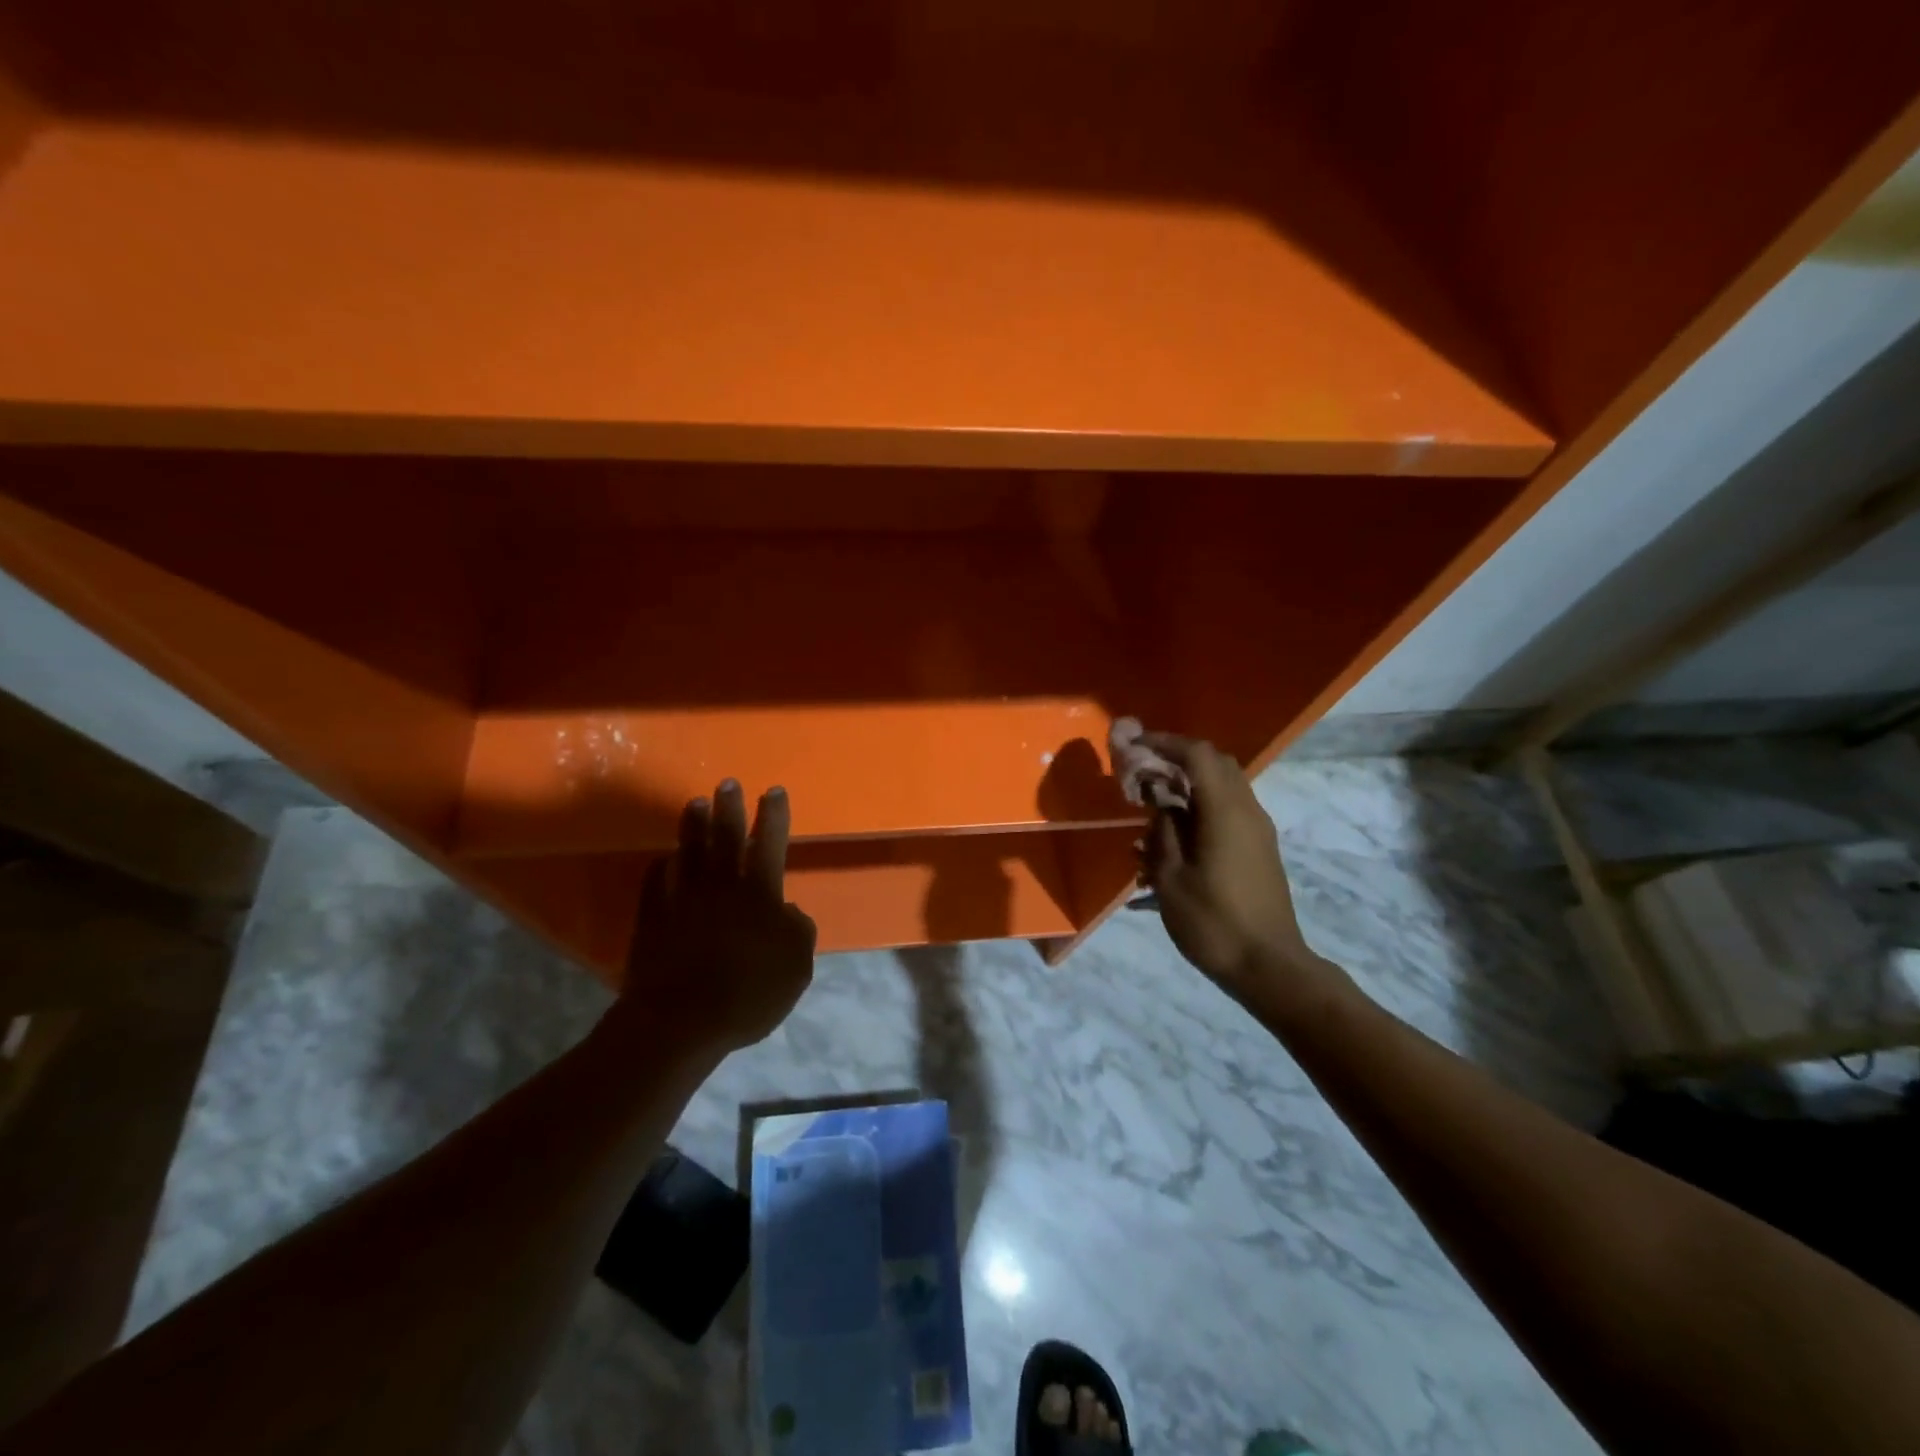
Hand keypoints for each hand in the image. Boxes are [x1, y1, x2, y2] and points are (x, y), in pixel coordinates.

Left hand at [616, 780, 816, 1054]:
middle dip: (729, 807)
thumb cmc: (749, 993)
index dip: (774, 816)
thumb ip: (798, 931)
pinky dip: (664, 865)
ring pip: (689, 850)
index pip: (770, 842)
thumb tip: (787, 910)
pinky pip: (657, 880)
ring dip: (693, 825)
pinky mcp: (653, 917)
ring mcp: (682, 898)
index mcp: (759, 892)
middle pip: (725, 836)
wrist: (679, 1020)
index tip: (774, 791)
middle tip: (727, 783)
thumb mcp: (796, 966)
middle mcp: (720, 885)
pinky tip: (666, 858)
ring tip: (695, 803)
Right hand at [1138, 734, 1333, 1003]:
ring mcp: (1258, 830)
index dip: (1164, 743)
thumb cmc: (1213, 923)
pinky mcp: (1260, 848)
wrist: (1269, 966)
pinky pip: (1229, 810)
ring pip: (1224, 786)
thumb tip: (1159, 800)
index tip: (1134, 744)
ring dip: (1188, 785)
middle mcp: (1247, 810)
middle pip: (1215, 763)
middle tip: (1143, 772)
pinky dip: (1201, 807)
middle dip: (1177, 759)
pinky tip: (1174, 837)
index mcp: (1225, 811)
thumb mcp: (1171, 878)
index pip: (1197, 755)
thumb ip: (1163, 830)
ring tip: (1153, 807)